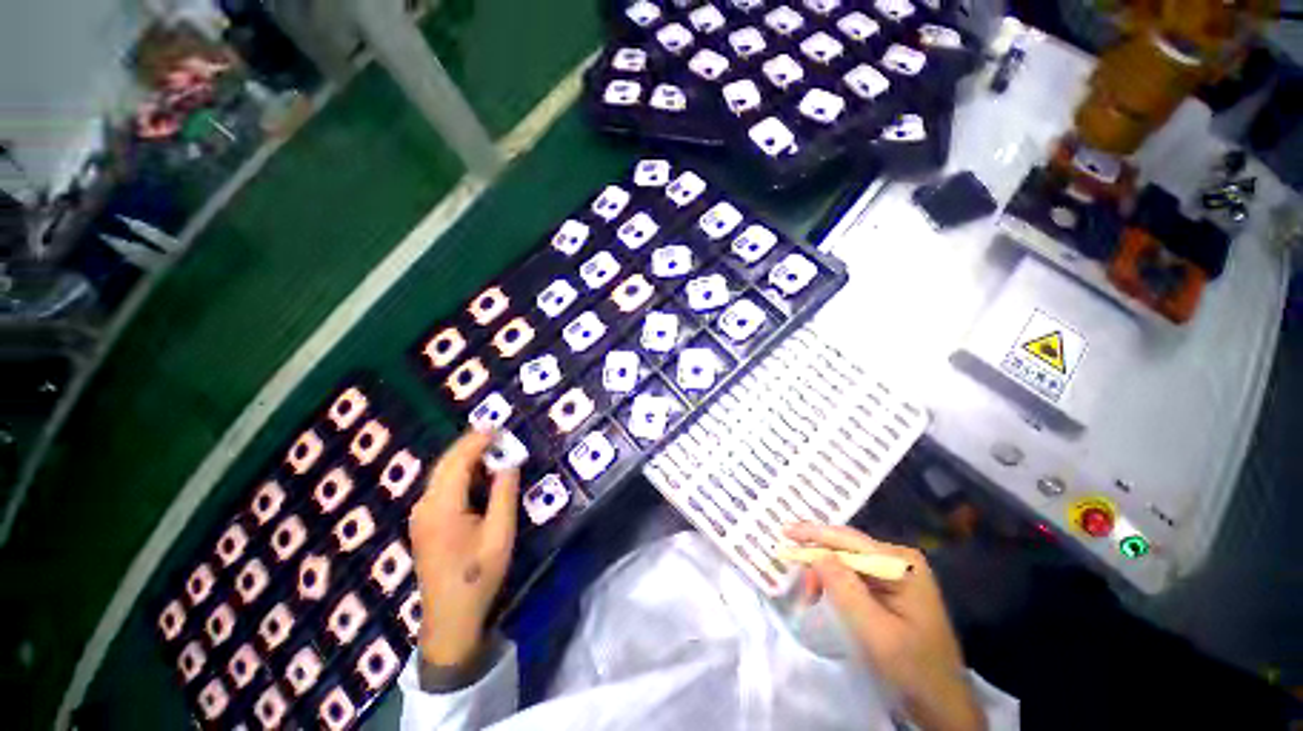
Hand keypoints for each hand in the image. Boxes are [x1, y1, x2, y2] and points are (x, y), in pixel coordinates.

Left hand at [409, 430, 518, 667]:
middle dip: (470, 444)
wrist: (449, 618)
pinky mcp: (424, 522)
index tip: (499, 427)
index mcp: (443, 508)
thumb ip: (504, 494)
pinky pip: (440, 486)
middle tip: (496, 432)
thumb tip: (509, 463)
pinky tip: (476, 473)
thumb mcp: (500, 533)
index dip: (478, 441)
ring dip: (464, 456)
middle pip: (445, 464)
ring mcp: (420, 515)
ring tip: (490, 447)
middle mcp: (425, 506)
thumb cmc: (478, 576)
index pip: (458, 462)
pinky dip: (458, 471)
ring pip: (440, 473)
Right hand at [786, 523, 983, 730]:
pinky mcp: (890, 588)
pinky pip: (854, 576)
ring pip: (846, 562)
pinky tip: (825, 596)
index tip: (784, 531)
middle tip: (797, 578)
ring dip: (825, 575)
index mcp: (901, 563)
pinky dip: (834, 584)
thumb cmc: (912, 670)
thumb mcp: (875, 632)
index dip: (814, 534)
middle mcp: (899, 560)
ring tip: (811, 597)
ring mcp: (896, 573)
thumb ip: (845, 589)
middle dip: (818, 559)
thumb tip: (816, 553)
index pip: (849, 540)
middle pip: (846, 548)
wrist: (942, 705)